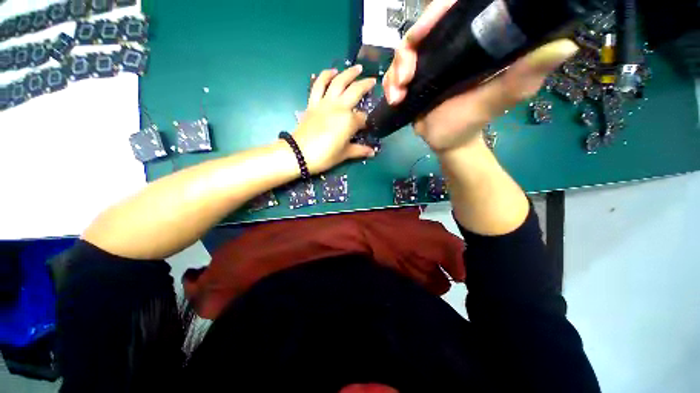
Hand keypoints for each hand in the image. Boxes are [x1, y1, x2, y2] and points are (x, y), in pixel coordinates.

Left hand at [292, 66, 376, 174]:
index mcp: (349, 121)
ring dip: (348, 73)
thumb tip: (373, 152)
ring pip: (338, 82)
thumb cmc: (325, 156)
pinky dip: (325, 76)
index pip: (363, 118)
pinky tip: (332, 71)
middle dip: (365, 85)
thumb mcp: (344, 154)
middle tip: (372, 81)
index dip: (366, 122)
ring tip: (357, 68)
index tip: (366, 127)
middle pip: (355, 91)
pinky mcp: (313, 103)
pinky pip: (318, 85)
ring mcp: (325, 103)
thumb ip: (360, 150)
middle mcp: (339, 107)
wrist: (299, 153)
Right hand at [383, 0, 578, 153]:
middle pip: (421, 31)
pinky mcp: (413, 81)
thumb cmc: (470, 123)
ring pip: (404, 52)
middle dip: (408, 50)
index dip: (435, 12)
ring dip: (396, 71)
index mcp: (469, 45)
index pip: (451, 12)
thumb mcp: (496, 100)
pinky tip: (394, 99)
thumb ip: (522, 76)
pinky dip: (390, 84)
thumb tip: (565, 45)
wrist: (447, 142)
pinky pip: (394, 73)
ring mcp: (428, 65)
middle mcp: (447, 49)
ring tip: (399, 94)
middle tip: (405, 76)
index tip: (422, 31)